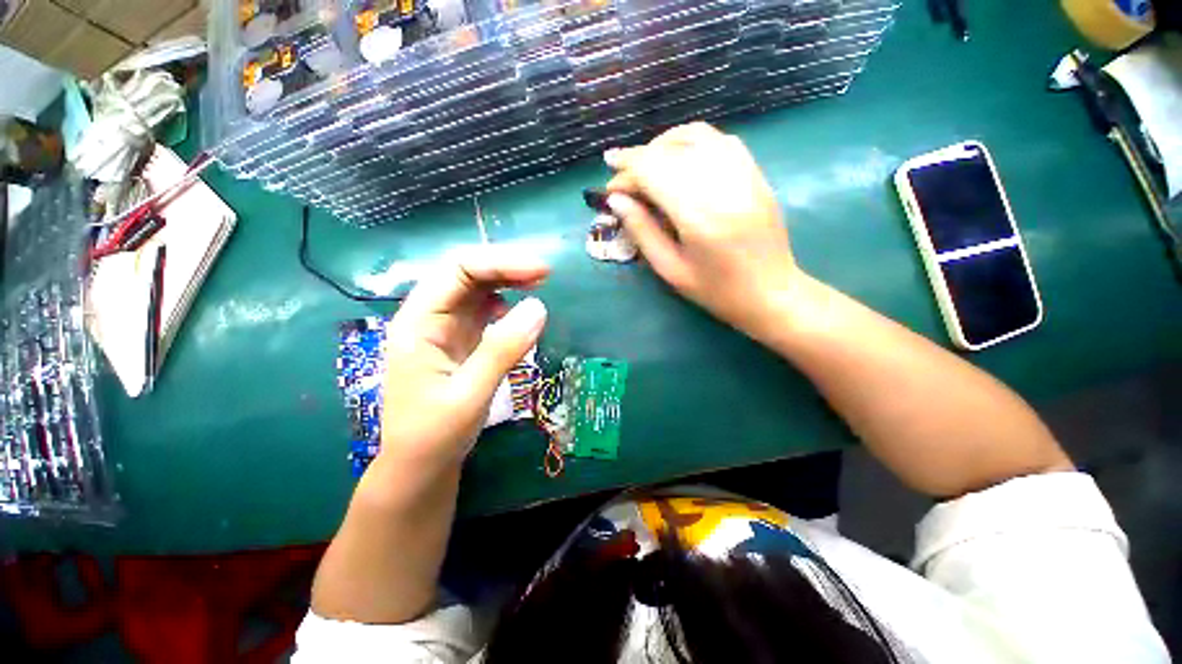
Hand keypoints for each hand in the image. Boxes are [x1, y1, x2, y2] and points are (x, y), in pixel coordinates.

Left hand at [378, 247, 548, 472]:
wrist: (420, 466)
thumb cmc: (435, 435)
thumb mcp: (470, 395)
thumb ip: (503, 350)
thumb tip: (539, 307)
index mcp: (419, 323)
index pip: (457, 271)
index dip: (500, 263)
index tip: (540, 271)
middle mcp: (429, 317)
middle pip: (465, 273)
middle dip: (505, 266)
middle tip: (544, 273)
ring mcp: (445, 327)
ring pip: (475, 288)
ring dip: (506, 280)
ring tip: (538, 282)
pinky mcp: (460, 339)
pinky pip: (482, 308)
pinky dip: (504, 300)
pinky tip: (518, 307)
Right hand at [604, 122, 801, 340]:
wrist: (771, 293)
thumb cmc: (716, 291)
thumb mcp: (670, 270)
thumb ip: (642, 231)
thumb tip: (617, 201)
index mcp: (699, 216)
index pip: (653, 173)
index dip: (626, 174)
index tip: (609, 188)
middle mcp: (722, 186)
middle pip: (670, 152)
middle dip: (638, 159)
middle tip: (620, 176)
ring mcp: (744, 175)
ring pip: (696, 137)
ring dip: (663, 144)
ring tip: (645, 163)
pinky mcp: (756, 174)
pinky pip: (721, 141)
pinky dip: (692, 142)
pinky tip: (679, 158)